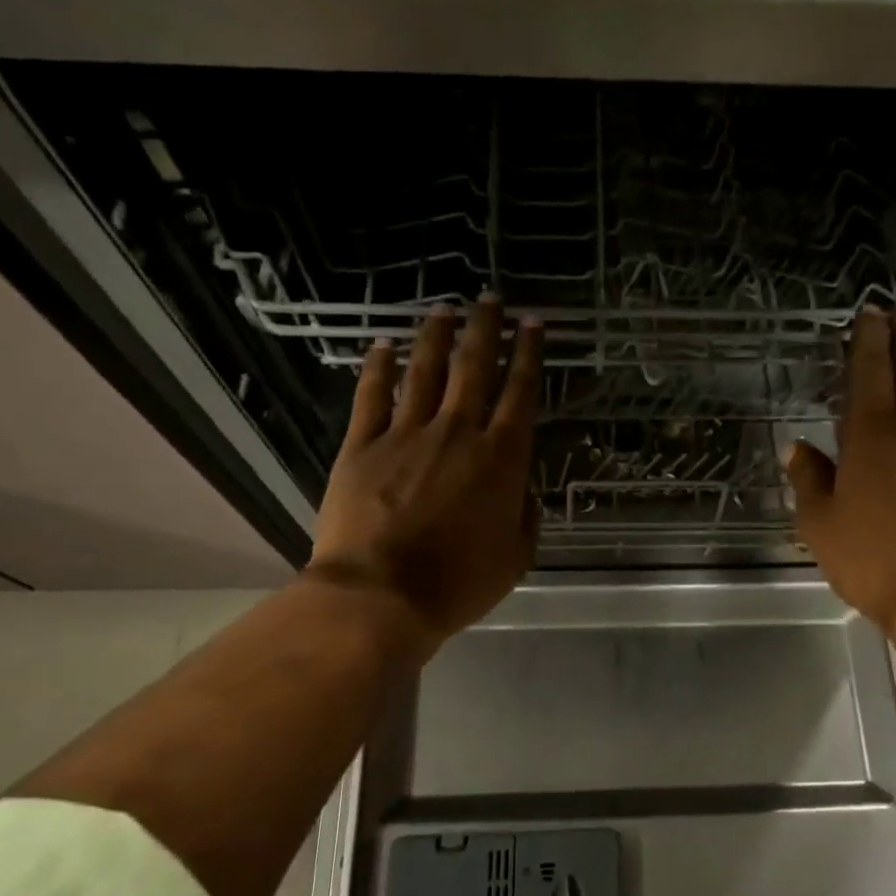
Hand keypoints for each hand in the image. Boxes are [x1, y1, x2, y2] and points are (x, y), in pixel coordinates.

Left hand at [305, 297, 542, 661]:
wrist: (380, 596)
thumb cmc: (457, 583)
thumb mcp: (515, 558)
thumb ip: (526, 516)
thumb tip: (524, 490)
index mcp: (500, 458)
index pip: (520, 392)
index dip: (529, 354)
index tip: (532, 324)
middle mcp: (457, 432)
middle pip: (475, 367)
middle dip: (486, 329)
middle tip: (490, 299)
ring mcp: (406, 434)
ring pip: (425, 370)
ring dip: (437, 336)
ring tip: (445, 309)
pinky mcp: (362, 445)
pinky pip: (372, 395)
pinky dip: (378, 367)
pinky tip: (382, 345)